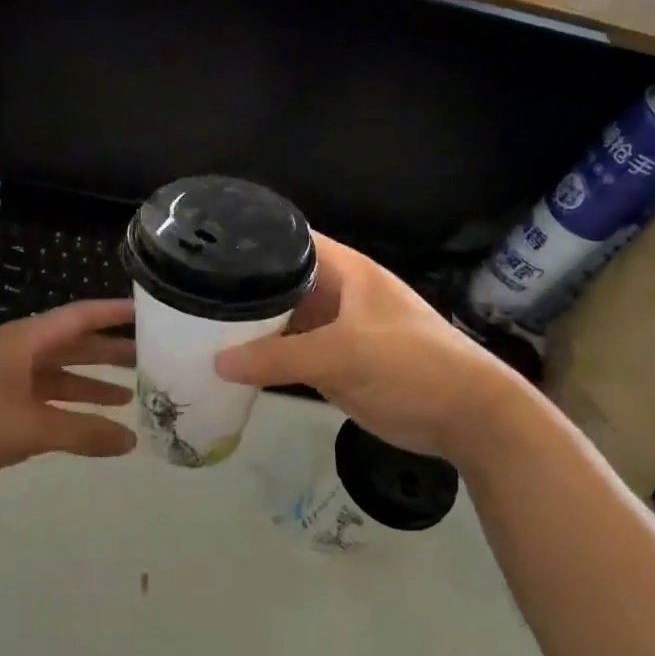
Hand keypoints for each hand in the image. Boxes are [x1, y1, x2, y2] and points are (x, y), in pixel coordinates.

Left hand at [0, 299, 137, 492]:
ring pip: (61, 375)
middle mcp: (19, 352)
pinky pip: (46, 399)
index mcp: (25, 341)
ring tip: (131, 394)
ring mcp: (7, 379)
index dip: (115, 313)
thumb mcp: (30, 428)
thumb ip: (83, 433)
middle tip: (152, 358)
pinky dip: (70, 409)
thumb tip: (131, 441)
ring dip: (92, 383)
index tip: (150, 311)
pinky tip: (92, 424)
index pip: (80, 317)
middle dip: (111, 352)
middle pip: (74, 345)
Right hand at [215, 235, 519, 463]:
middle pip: (280, 282)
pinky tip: (229, 361)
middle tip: (190, 292)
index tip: (204, 245)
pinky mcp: (334, 363)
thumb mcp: (343, 354)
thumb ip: (279, 358)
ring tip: (196, 323)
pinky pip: (292, 353)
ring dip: (251, 325)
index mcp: (345, 270)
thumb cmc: (411, 365)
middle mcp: (335, 293)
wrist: (465, 416)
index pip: (289, 240)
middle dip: (242, 287)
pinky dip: (265, 357)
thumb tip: (217, 363)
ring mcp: (334, 329)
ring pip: (284, 319)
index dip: (251, 239)